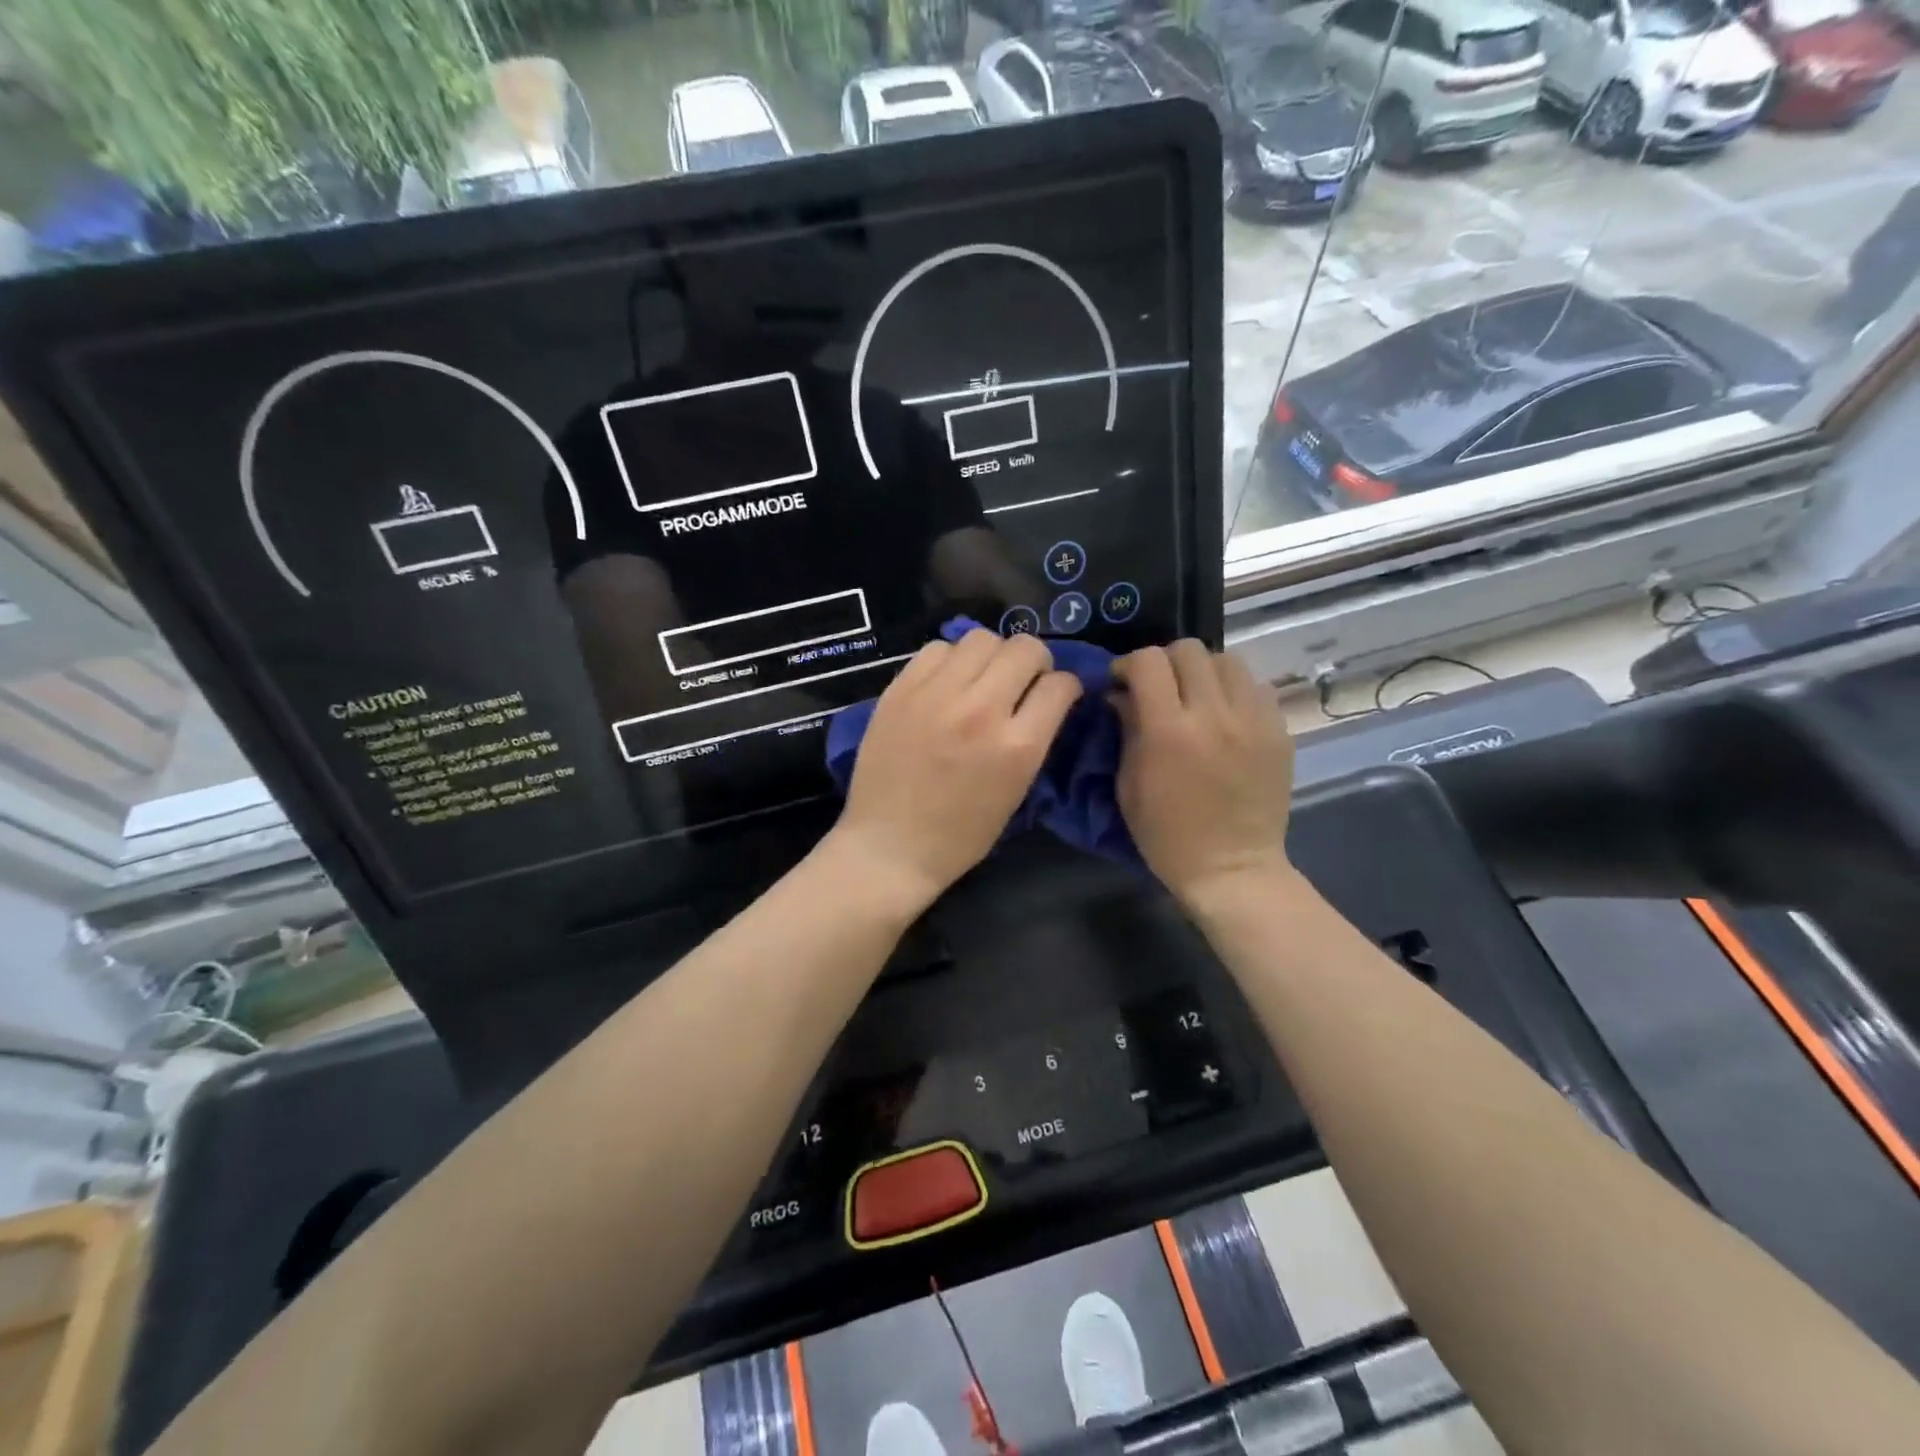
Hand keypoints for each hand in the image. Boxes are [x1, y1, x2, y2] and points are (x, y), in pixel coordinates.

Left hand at [828, 629, 1081, 911]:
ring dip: (992, 654)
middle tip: (1023, 679)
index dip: (1066, 687)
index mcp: (1018, 745)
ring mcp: (937, 694)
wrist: (890, 846)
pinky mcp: (901, 690)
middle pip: (1025, 648)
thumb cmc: (960, 834)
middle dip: (1035, 660)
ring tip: (982, 677)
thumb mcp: (1016, 792)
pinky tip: (946, 682)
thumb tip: (1044, 701)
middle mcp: (981, 709)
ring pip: (981, 638)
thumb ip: (1034, 740)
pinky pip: (937, 648)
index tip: (1056, 695)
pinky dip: (950, 659)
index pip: (1061, 685)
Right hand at [1111, 641, 1294, 906]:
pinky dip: (1234, 692)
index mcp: (1169, 731)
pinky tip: (1225, 716)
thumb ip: (1126, 729)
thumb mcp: (1128, 785)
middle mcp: (1214, 715)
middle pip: (1189, 650)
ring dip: (1203, 671)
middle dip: (1165, 662)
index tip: (1122, 683)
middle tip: (1159, 688)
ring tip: (1196, 696)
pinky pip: (1256, 687)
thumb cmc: (1166, 834)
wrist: (1231, 868)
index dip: (1128, 664)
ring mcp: (1253, 721)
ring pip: (1227, 660)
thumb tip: (1122, 694)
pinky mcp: (1279, 732)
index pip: (1148, 662)